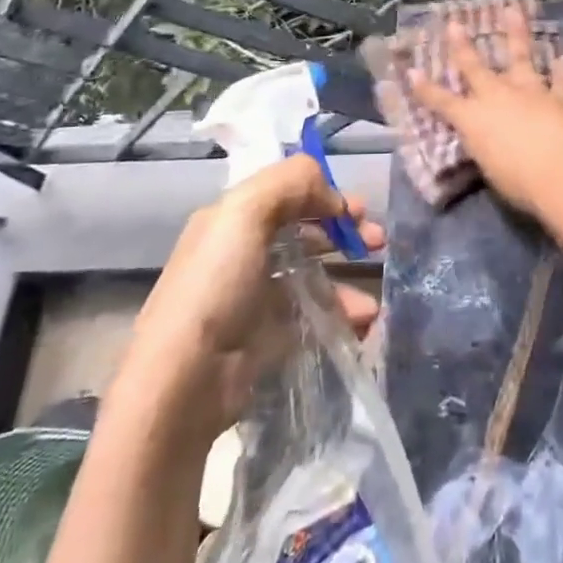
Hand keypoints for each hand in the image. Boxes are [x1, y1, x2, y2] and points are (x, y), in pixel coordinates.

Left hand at [110, 155, 383, 444]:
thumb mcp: (245, 212)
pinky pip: (314, 316)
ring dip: (347, 280)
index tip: (357, 209)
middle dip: (344, 231)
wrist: (185, 380)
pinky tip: (361, 323)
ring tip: (371, 302)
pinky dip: (341, 316)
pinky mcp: (269, 336)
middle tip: (377, 241)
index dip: (324, 194)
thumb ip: (291, 183)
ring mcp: (256, 296)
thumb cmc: (216, 285)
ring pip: (313, 275)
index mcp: (232, 219)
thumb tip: (332, 195)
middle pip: (304, 230)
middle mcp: (243, 252)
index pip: (286, 192)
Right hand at [404, 7, 562, 221]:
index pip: (442, 102)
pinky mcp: (559, 98)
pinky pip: (562, 81)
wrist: (558, 174)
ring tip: (514, 11)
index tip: (412, 71)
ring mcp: (530, 92)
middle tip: (454, 24)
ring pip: (521, 57)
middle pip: (475, 68)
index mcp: (473, 119)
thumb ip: (485, 147)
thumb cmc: (516, 181)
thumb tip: (487, 140)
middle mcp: (498, 97)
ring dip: (517, 34)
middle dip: (462, 46)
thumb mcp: (488, 166)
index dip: (425, 88)